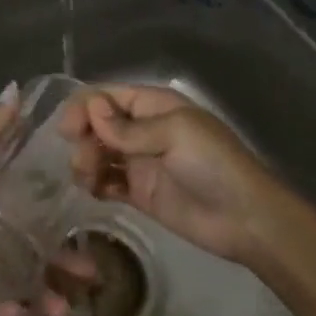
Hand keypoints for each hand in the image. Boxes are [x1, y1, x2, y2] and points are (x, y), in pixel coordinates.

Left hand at [0, 100, 89, 315]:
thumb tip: (17, 89)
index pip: (23, 191)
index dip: (54, 199)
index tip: (90, 207)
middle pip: (25, 238)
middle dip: (58, 256)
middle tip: (92, 271)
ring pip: (12, 274)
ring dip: (39, 290)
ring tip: (66, 307)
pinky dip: (5, 308)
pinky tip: (30, 315)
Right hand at [67, 85, 289, 267]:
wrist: (246, 219)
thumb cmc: (214, 165)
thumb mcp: (175, 134)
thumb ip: (129, 128)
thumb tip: (92, 110)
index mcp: (153, 105)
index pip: (106, 96)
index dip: (83, 108)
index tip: (69, 130)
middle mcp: (142, 129)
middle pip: (96, 124)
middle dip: (83, 139)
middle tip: (84, 164)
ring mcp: (139, 162)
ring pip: (97, 153)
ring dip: (85, 162)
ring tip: (89, 181)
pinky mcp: (139, 193)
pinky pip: (106, 182)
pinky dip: (96, 184)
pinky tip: (97, 192)